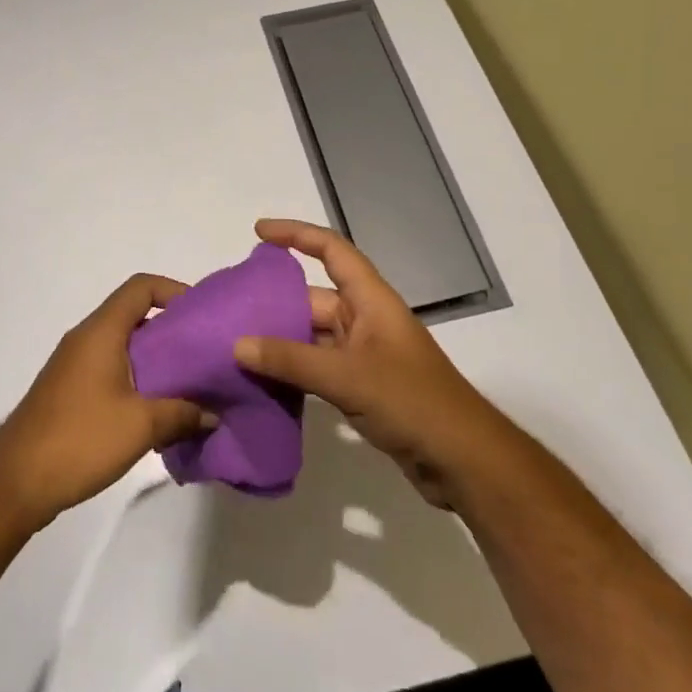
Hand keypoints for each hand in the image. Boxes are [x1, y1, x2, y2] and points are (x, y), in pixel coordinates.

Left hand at [0, 273, 216, 526]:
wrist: (15, 481)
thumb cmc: (80, 439)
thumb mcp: (141, 426)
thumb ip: (182, 414)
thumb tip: (212, 415)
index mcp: (101, 332)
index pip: (140, 288)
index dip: (173, 290)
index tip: (200, 315)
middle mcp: (85, 339)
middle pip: (134, 315)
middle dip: (171, 330)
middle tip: (202, 353)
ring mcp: (74, 365)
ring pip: (123, 345)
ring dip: (155, 359)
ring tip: (187, 384)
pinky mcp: (69, 391)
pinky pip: (110, 369)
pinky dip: (137, 378)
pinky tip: (156, 411)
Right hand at [233, 219, 510, 507]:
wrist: (463, 459)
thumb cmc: (412, 402)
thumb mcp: (347, 377)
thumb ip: (291, 360)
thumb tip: (237, 345)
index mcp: (371, 300)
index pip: (332, 249)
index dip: (297, 234)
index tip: (259, 232)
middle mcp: (366, 320)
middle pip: (314, 297)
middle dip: (275, 300)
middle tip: (229, 308)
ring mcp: (364, 355)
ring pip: (312, 335)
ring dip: (279, 340)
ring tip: (233, 344)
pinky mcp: (362, 387)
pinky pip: (318, 367)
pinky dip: (292, 370)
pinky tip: (261, 381)